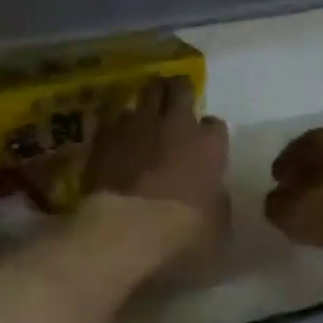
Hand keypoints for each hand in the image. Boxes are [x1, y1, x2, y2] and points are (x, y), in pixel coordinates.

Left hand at [83, 77, 229, 247]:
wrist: (124, 230)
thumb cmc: (181, 233)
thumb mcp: (217, 226)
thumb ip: (217, 200)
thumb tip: (212, 194)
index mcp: (208, 145)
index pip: (215, 125)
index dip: (210, 133)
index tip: (205, 143)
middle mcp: (175, 125)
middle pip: (179, 89)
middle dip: (179, 91)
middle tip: (175, 98)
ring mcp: (137, 126)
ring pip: (145, 94)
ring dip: (148, 101)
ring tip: (145, 111)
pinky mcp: (104, 136)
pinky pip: (114, 117)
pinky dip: (118, 123)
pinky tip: (116, 136)